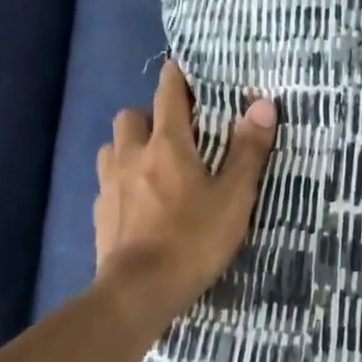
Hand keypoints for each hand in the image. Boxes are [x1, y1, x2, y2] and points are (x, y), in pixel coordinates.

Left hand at [95, 61, 278, 322]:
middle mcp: (132, 155)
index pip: (168, 93)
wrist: (138, 292)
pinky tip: (137, 201)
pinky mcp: (99, 212)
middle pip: (131, 115)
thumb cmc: (193, 239)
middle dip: (149, 114)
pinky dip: (121, 180)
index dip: (176, 76)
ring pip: (112, 146)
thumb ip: (248, 150)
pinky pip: (106, 181)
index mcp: (167, 144)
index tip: (183, 69)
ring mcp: (109, 184)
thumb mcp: (234, 197)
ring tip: (152, 164)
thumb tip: (262, 104)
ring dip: (130, 146)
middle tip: (175, 132)